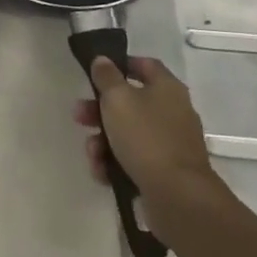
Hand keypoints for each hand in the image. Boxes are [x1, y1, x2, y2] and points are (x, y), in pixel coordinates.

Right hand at [74, 55, 214, 202]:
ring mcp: (170, 144)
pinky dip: (115, 163)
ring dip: (103, 141)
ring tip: (92, 154)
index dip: (121, 64)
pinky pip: (134, 160)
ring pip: (128, 134)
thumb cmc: (146, 137)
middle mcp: (172, 113)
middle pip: (130, 102)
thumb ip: (106, 77)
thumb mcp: (118, 99)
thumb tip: (103, 60)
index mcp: (167, 89)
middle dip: (99, 110)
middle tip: (79, 115)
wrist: (178, 196)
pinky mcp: (164, 172)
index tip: (97, 71)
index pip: (145, 65)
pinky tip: (102, 172)